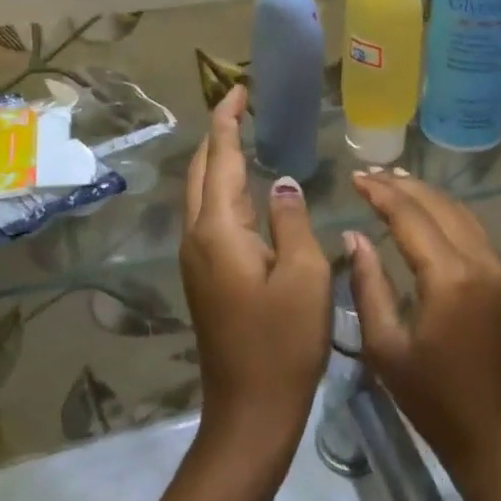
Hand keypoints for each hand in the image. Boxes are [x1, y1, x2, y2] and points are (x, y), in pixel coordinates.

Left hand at [180, 85, 331, 449]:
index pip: (221, 159)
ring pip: (200, 195)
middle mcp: (197, 238)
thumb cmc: (284, 342)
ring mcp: (196, 261)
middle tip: (241, 106)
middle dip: (217, 135)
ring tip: (243, 137)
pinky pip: (207, 218)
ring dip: (217, 161)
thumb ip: (292, 220)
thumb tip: (283, 183)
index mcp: (219, 230)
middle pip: (201, 172)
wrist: (250, 411)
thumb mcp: (304, 275)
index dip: (228, 121)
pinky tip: (243, 192)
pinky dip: (221, 190)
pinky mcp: (204, 279)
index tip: (239, 90)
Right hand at [345, 171, 500, 485]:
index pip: (410, 216)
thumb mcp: (387, 348)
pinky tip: (428, 215)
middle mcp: (479, 260)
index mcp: (449, 276)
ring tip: (395, 183)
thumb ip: (369, 285)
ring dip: (427, 195)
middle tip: (370, 174)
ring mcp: (498, 269)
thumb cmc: (436, 402)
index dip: (380, 193)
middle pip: (438, 205)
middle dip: (403, 186)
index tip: (355, 178)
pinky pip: (473, 231)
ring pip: (460, 213)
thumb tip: (355, 236)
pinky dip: (447, 213)